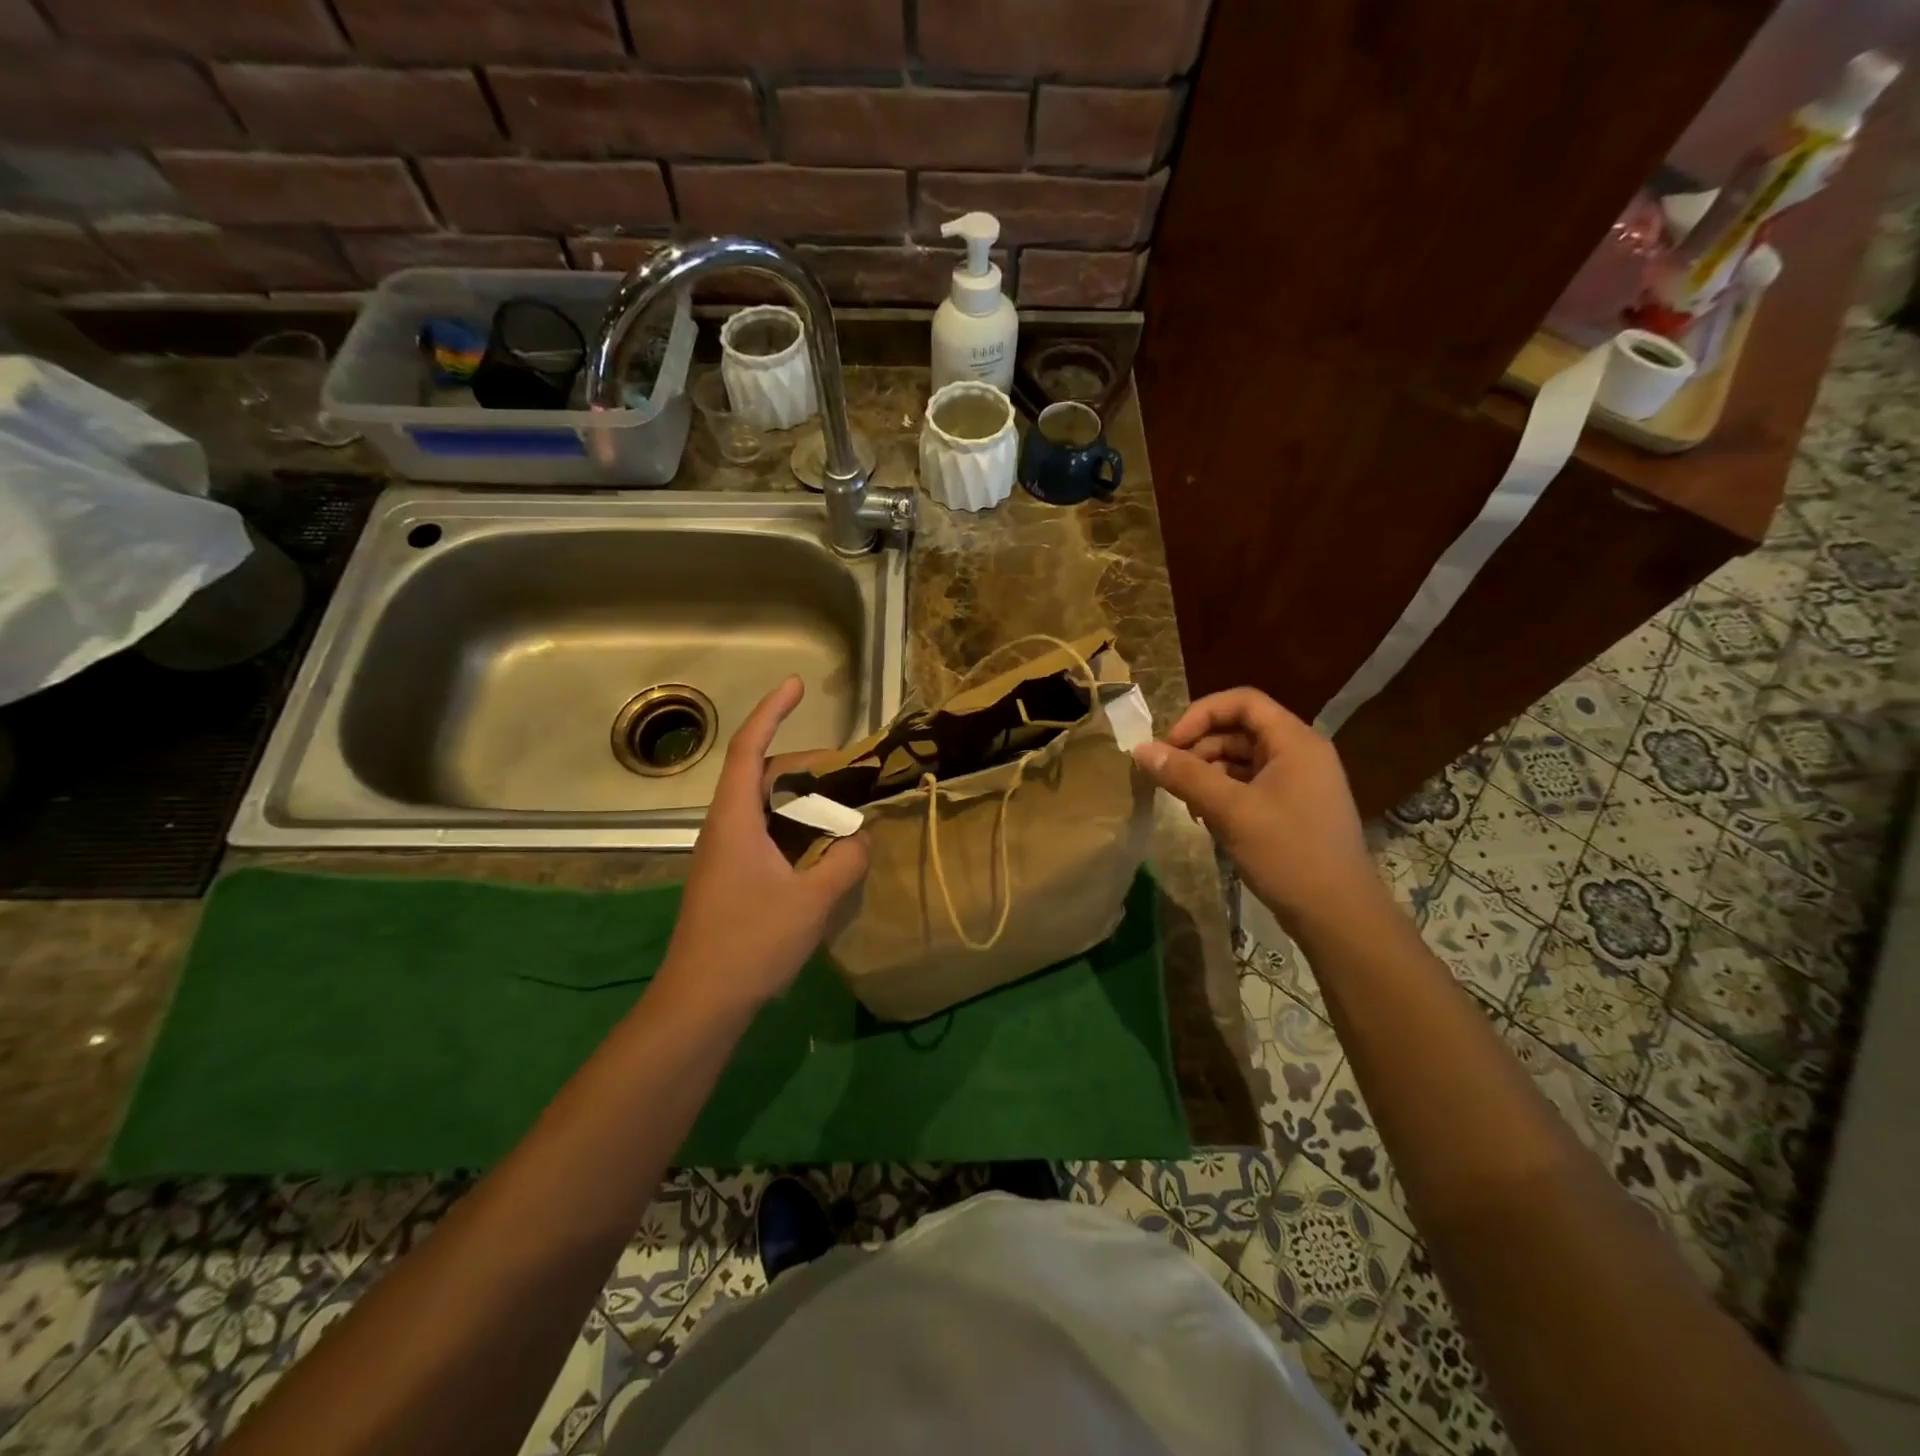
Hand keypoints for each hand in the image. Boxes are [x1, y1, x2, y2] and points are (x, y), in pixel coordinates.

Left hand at [655, 677, 868, 1017]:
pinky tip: (821, 851)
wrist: (700, 1002)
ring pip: (763, 807)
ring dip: (801, 800)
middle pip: (760, 776)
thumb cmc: (750, 943)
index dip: (771, 712)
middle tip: (848, 771)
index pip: (748, 749)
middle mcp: (723, 828)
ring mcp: (723, 854)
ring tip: (842, 809)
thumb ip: (845, 862)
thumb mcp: (812, 901)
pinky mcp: (729, 877)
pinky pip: (764, 834)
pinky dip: (794, 828)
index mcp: (734, 820)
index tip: (796, 684)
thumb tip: (861, 838)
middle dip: (803, 764)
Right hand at [1132, 688, 1382, 933]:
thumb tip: (1140, 749)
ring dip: (1207, 772)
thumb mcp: (1230, 810)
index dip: (1200, 714)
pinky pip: (1251, 785)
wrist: (1339, 915)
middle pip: (1240, 730)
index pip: (1242, 702)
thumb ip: (1185, 775)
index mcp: (1295, 741)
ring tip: (1184, 800)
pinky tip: (1204, 817)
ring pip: (1242, 759)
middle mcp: (1300, 753)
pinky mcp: (1293, 808)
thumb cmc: (1288, 853)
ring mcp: (1299, 782)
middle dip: (1199, 747)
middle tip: (1169, 776)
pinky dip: (1223, 793)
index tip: (1170, 744)